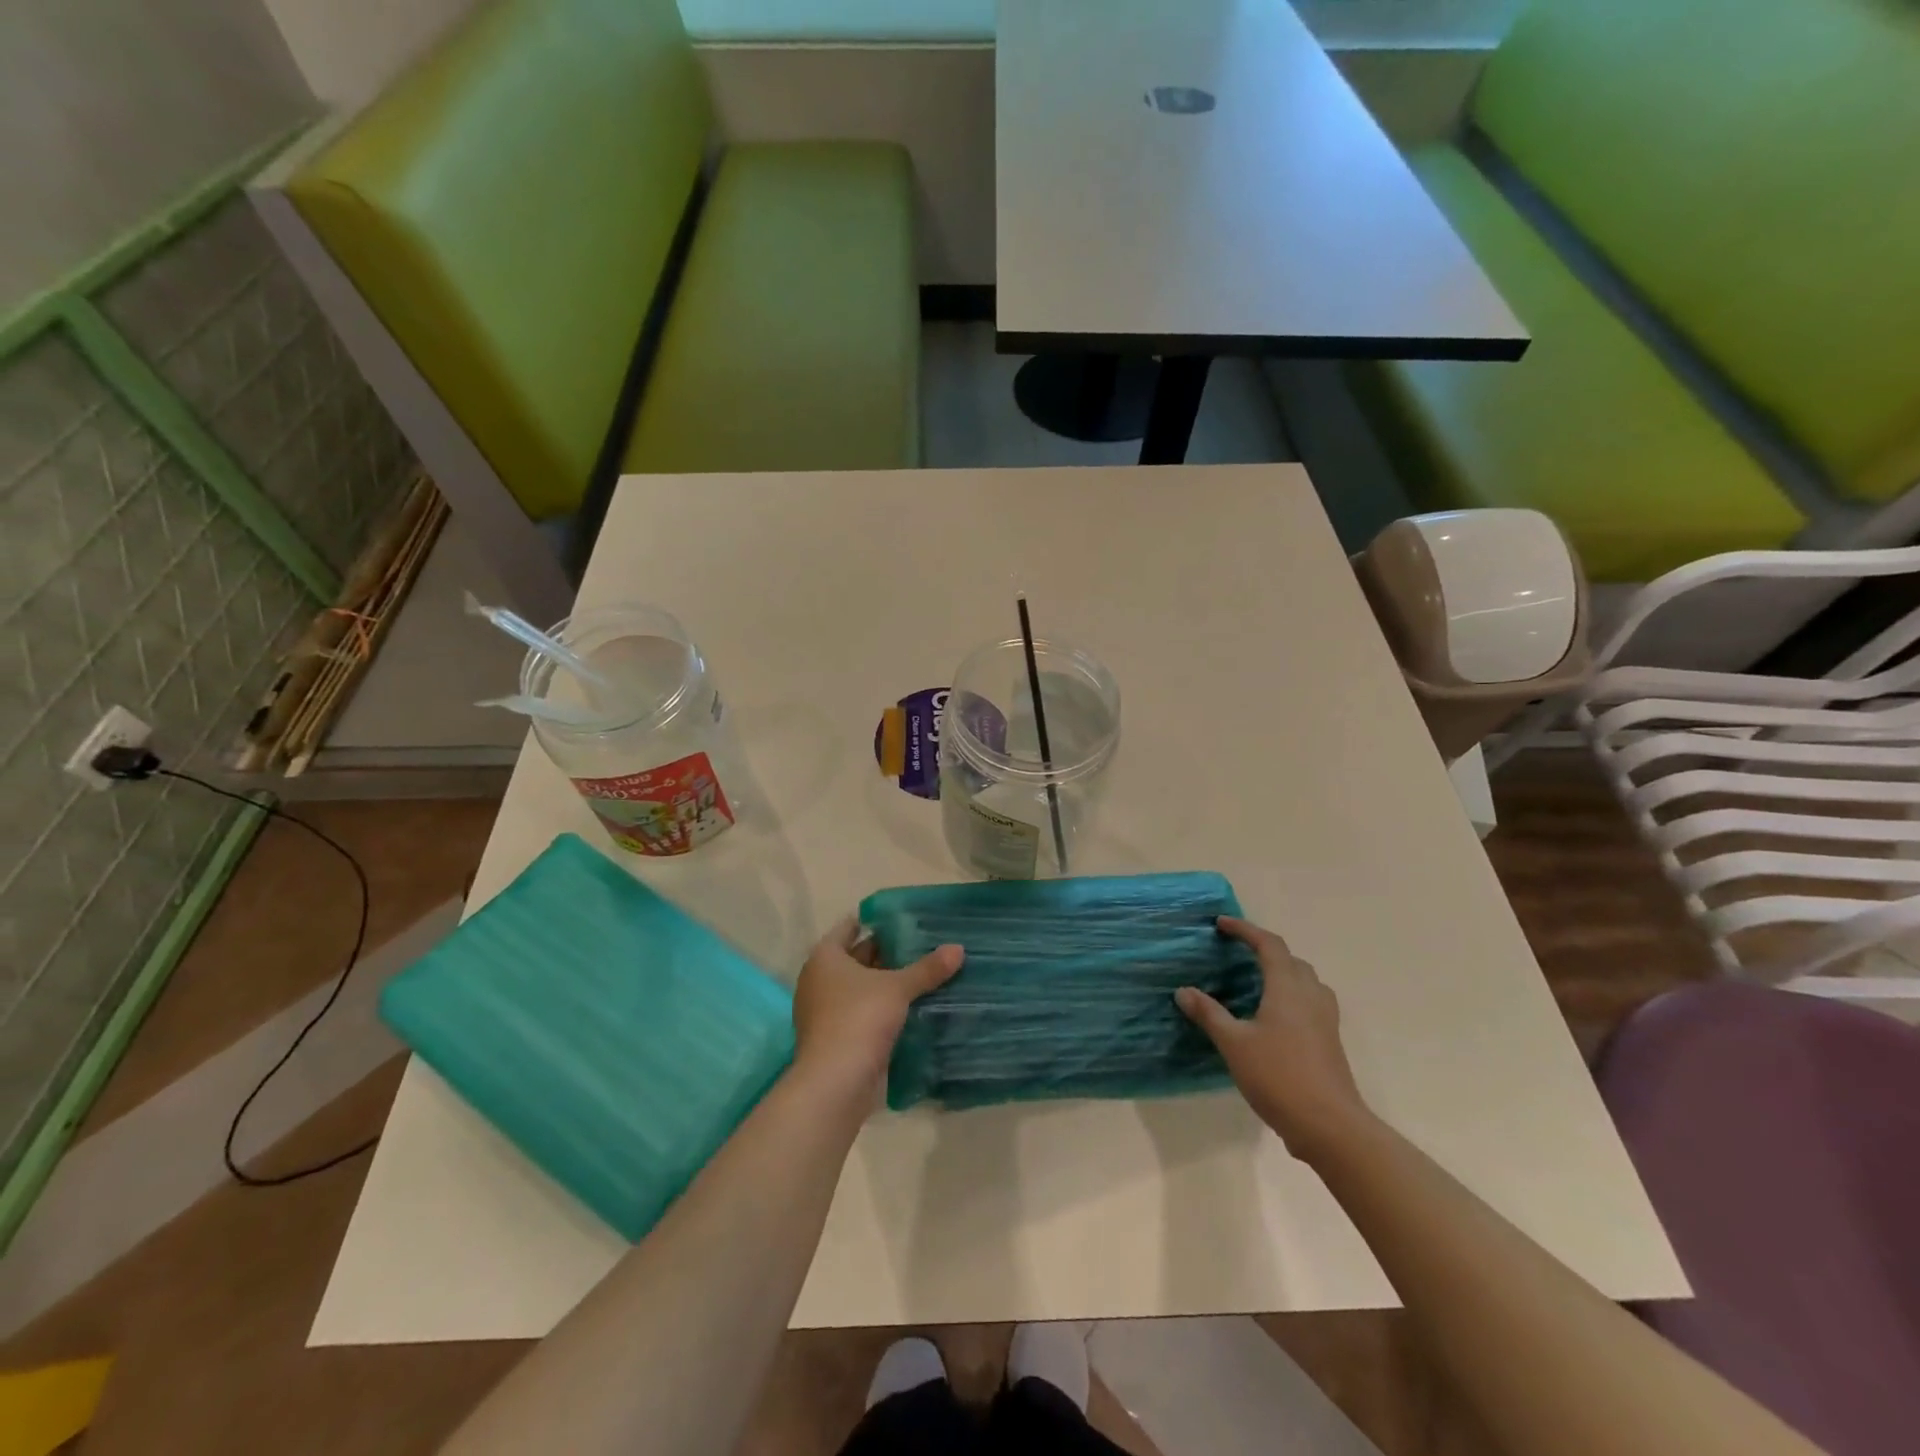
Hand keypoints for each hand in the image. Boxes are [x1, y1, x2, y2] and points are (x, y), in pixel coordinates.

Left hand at [792, 918, 963, 1099]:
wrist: (836, 1082)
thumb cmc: (859, 1018)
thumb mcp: (898, 988)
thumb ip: (927, 968)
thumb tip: (958, 948)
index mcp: (825, 958)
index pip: (849, 928)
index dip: (873, 921)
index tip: (900, 918)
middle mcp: (819, 980)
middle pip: (855, 958)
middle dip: (885, 953)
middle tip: (920, 943)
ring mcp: (824, 1011)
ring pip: (860, 987)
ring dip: (885, 983)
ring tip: (921, 972)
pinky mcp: (835, 1037)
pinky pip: (862, 1012)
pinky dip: (881, 1008)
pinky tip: (910, 1006)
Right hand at [1176, 917, 1372, 1161]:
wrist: (1330, 1126)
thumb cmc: (1278, 1076)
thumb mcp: (1234, 1044)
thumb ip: (1209, 1014)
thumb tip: (1183, 991)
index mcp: (1288, 987)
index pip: (1268, 944)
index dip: (1245, 930)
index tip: (1221, 924)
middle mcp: (1311, 995)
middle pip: (1291, 960)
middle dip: (1265, 949)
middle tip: (1238, 951)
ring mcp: (1325, 1019)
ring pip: (1306, 981)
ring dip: (1283, 971)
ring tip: (1257, 980)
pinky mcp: (1330, 1041)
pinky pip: (1311, 1002)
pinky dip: (1291, 995)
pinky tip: (1275, 1016)